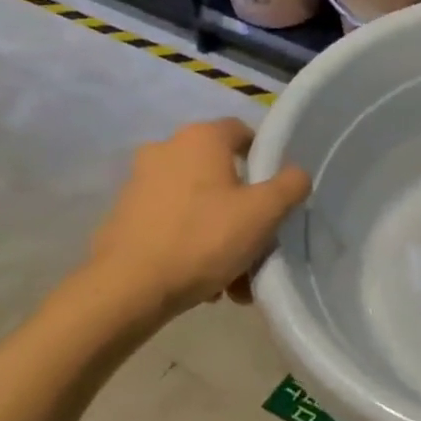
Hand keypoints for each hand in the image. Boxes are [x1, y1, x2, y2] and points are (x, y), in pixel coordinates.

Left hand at [87, 119, 309, 315]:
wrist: (128, 288)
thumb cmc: (204, 239)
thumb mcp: (265, 212)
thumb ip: (291, 185)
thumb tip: (295, 174)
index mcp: (200, 138)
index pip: (243, 132)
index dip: (265, 159)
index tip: (277, 194)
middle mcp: (166, 150)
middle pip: (222, 174)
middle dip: (244, 210)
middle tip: (259, 244)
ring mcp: (140, 183)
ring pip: (199, 204)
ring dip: (221, 234)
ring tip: (234, 276)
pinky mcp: (124, 216)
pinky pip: (174, 224)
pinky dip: (193, 245)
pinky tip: (205, 283)